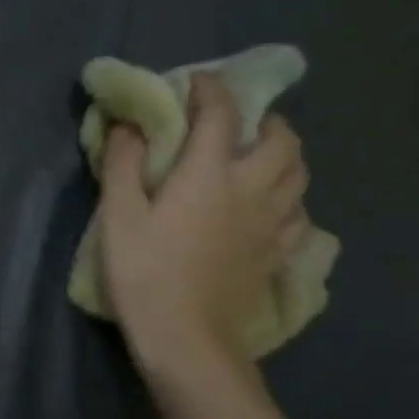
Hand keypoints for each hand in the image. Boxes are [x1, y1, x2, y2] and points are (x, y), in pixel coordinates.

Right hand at [97, 71, 308, 371]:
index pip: (222, 114)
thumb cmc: (144, 272)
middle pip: (282, 139)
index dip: (210, 89)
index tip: (195, 81)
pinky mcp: (279, 253)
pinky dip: (288, 196)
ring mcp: (274, 223)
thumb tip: (130, 125)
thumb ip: (123, 163)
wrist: (187, 337)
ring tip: (257, 158)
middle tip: (237, 123)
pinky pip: (299, 211)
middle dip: (264, 120)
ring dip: (282, 154)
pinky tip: (268, 207)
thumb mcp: (118, 215)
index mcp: (211, 173)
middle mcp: (254, 188)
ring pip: (299, 173)